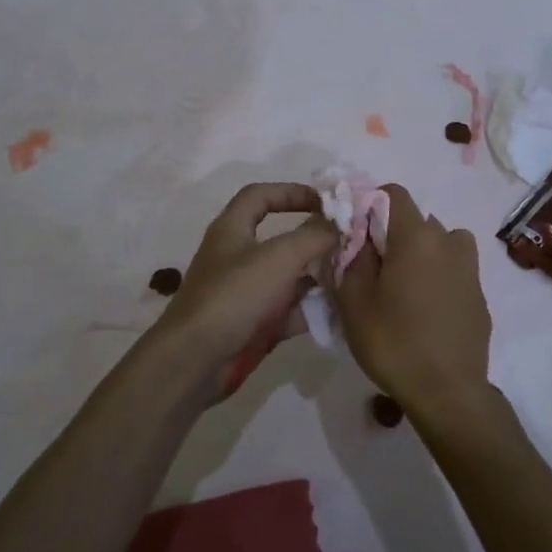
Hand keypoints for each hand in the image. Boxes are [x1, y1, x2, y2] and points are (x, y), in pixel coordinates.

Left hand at [157, 183, 337, 399]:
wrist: (197, 360)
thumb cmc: (234, 296)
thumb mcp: (279, 257)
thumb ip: (313, 236)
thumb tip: (339, 222)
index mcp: (232, 229)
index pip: (260, 196)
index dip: (292, 192)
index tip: (326, 201)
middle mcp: (238, 257)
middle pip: (281, 239)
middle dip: (315, 239)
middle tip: (350, 242)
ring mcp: (246, 293)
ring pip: (289, 277)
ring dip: (319, 275)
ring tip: (354, 274)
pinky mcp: (255, 324)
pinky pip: (290, 310)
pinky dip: (313, 309)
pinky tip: (343, 309)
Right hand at [336, 184, 493, 424]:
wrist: (447, 391)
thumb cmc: (393, 342)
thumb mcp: (353, 302)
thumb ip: (352, 259)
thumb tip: (358, 239)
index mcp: (415, 237)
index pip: (394, 193)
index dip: (372, 203)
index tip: (357, 231)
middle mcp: (448, 242)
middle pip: (418, 220)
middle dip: (394, 234)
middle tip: (374, 267)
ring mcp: (470, 269)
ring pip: (442, 243)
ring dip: (422, 253)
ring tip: (404, 286)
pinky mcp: (479, 295)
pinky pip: (455, 270)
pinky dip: (439, 277)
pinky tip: (426, 310)